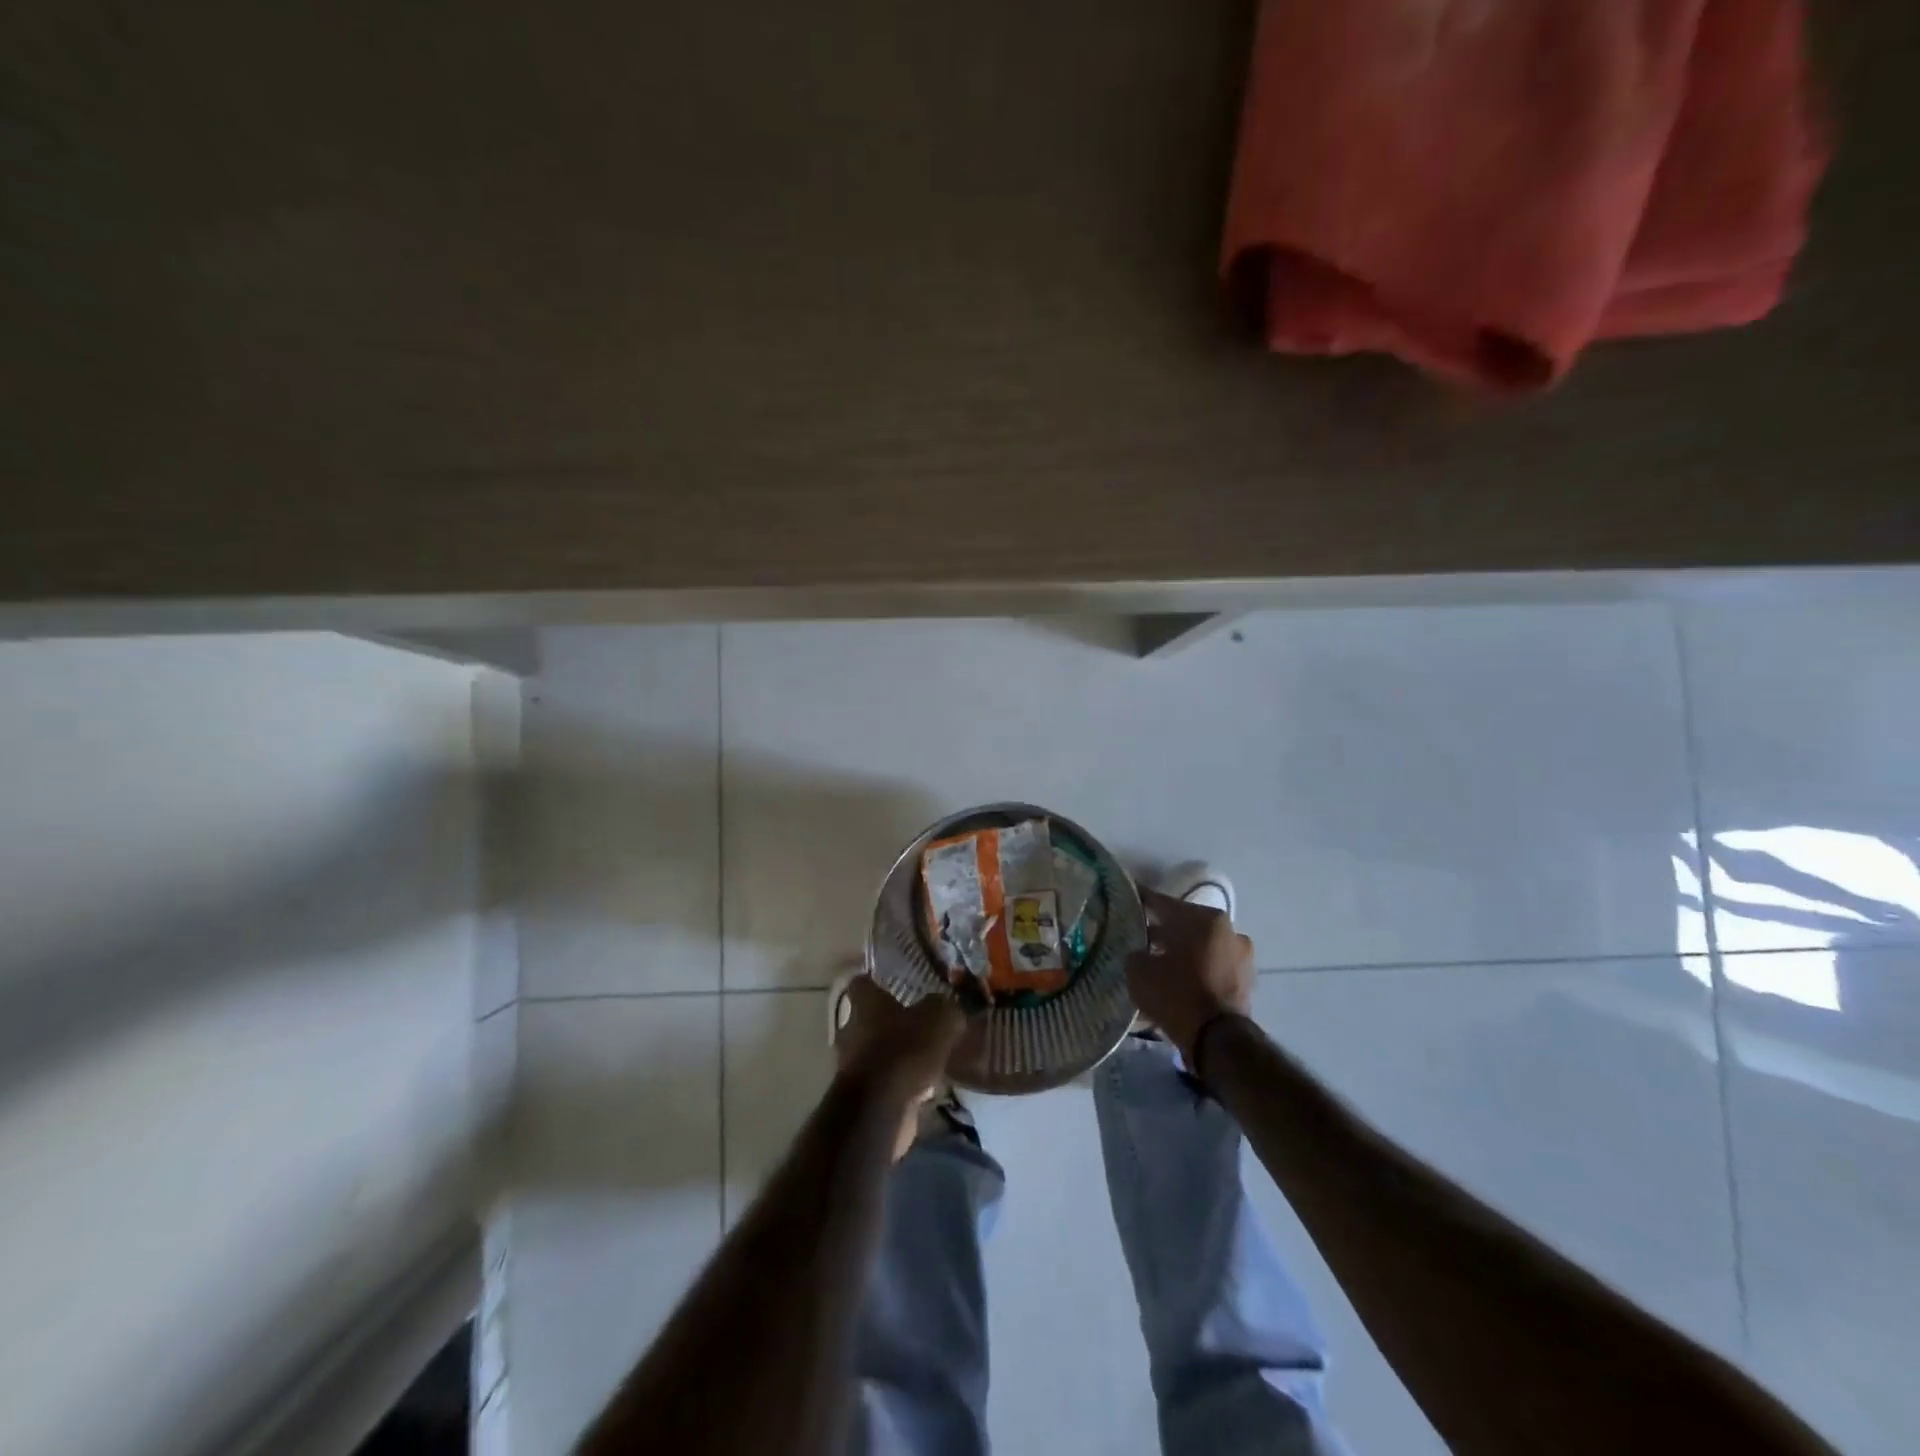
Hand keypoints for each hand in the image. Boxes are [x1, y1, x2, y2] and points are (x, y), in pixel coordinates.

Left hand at [834, 976, 965, 1107]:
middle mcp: (851, 1029)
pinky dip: (898, 1081)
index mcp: (865, 1003)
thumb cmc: (905, 1050)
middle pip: (866, 1018)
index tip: (893, 981)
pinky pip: (882, 1080)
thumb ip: (944, 1007)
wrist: (880, 1108)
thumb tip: (948, 1007)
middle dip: (889, 1020)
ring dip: (895, 1053)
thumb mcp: (939, 1018)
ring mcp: (852, 1064)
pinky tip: (924, 1086)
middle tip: (917, 1020)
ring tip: (925, 1056)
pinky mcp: (861, 1095)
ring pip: (875, 1051)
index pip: (861, 981)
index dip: (876, 979)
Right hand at [1126, 887, 1255, 1069]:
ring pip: (1201, 947)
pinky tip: (1176, 982)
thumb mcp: (1139, 971)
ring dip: (1181, 952)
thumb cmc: (1177, 995)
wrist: (1218, 1040)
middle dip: (1162, 931)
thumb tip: (1139, 952)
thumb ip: (1135, 953)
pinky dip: (1195, 971)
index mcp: (1204, 918)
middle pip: (1185, 925)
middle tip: (1138, 937)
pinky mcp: (1245, 982)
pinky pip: (1212, 968)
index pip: (1163, 903)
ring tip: (1157, 963)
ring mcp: (1241, 956)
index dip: (1141, 901)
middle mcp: (1228, 930)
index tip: (1127, 900)